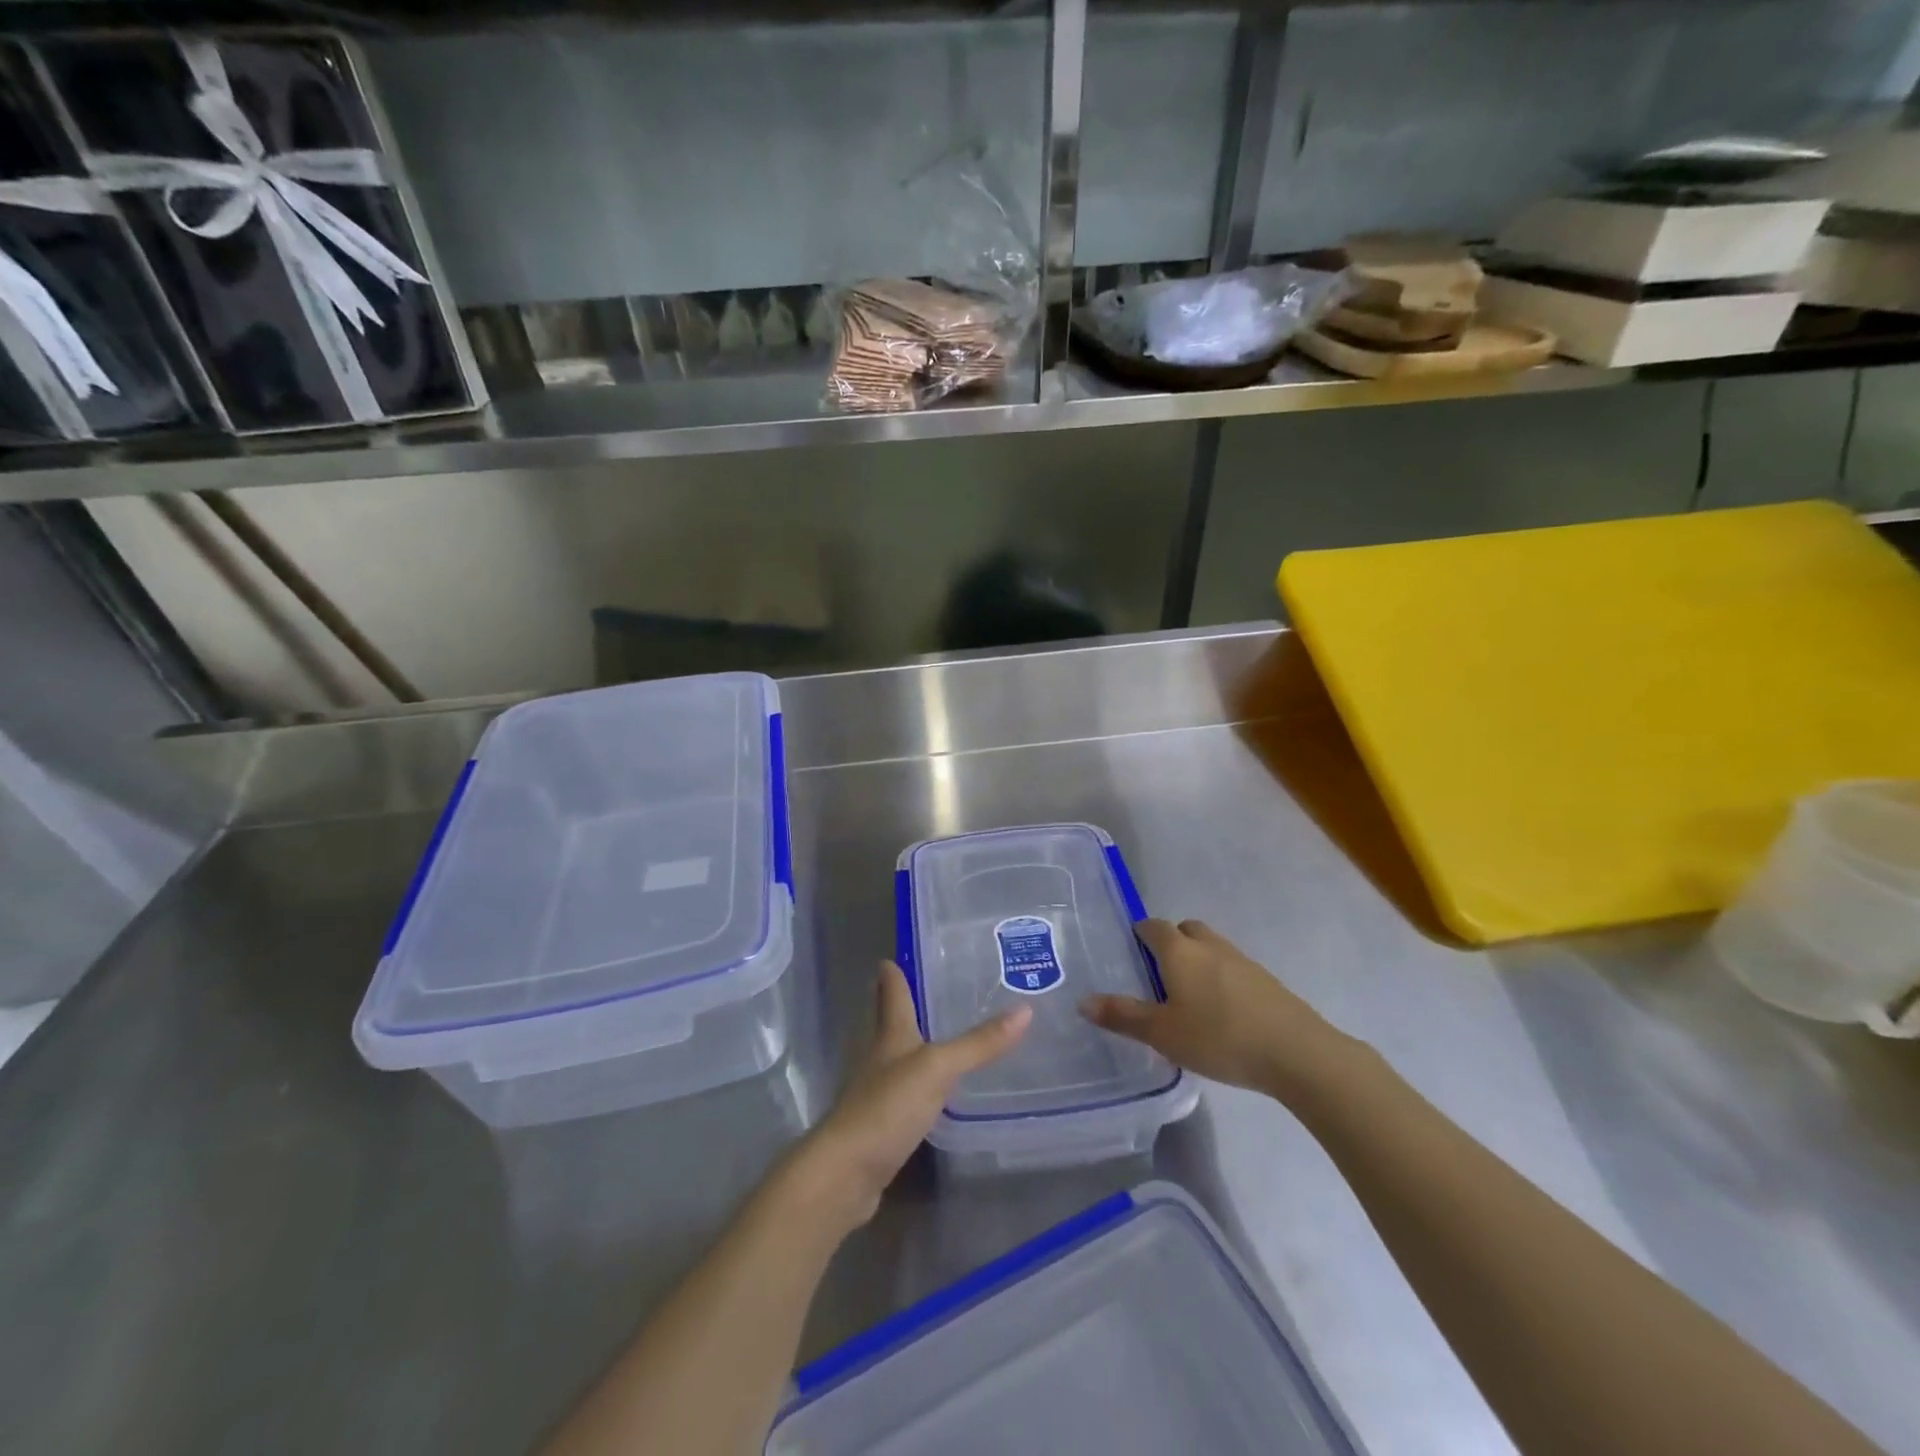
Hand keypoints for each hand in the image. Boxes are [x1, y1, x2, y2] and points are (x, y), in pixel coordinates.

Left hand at [791, 962, 1029, 1229]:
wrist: (846, 1174)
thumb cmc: (887, 1107)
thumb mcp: (938, 1069)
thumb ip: (978, 1044)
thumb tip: (1026, 1009)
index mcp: (890, 1035)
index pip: (892, 992)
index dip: (893, 973)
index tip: (893, 955)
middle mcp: (881, 1057)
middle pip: (892, 1022)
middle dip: (906, 1004)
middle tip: (934, 988)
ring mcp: (879, 1093)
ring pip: (901, 1058)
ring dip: (918, 1044)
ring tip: (946, 1033)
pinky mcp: (884, 1127)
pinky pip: (908, 1095)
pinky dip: (923, 1085)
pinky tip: (940, 1091)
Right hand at [1082, 919, 1355, 1099]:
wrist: (1296, 1052)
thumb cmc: (1219, 1037)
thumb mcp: (1162, 1033)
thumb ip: (1123, 1016)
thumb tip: (1083, 1002)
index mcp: (1179, 951)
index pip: (1153, 927)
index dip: (1140, 933)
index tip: (1130, 949)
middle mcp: (1209, 946)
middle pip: (1186, 929)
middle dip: (1171, 941)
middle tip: (1158, 972)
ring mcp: (1242, 960)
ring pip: (1211, 947)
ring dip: (1198, 959)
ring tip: (1188, 994)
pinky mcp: (1266, 981)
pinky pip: (1233, 967)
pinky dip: (1220, 977)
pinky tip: (1220, 1011)